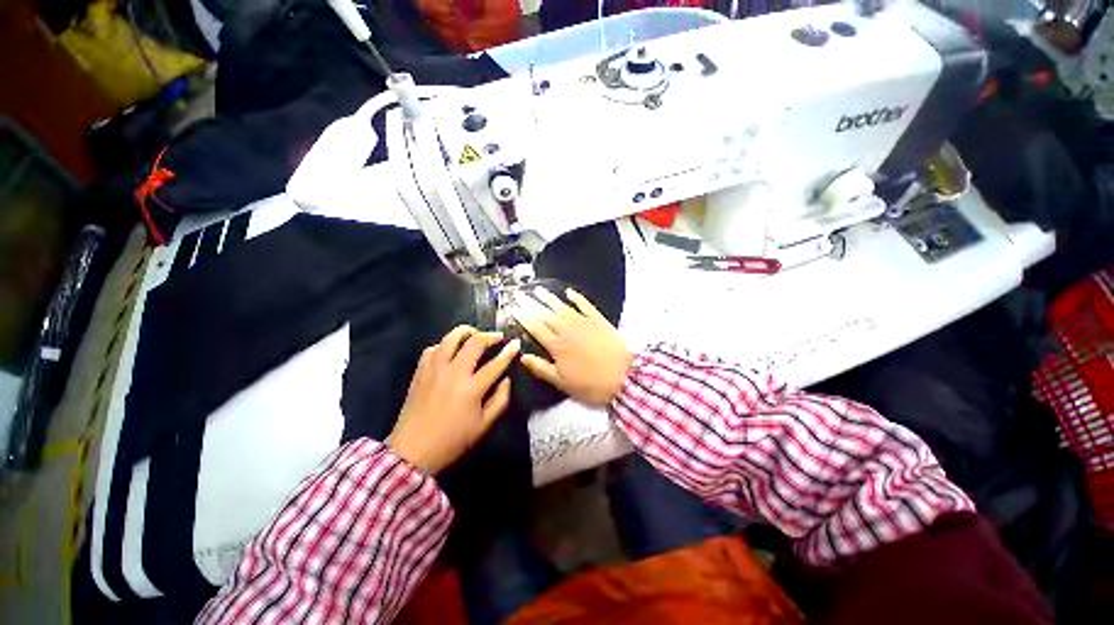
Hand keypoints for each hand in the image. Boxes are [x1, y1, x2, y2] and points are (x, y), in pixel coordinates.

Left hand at [387, 326, 520, 474]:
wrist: (412, 451)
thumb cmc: (453, 440)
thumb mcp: (484, 425)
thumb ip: (500, 400)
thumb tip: (506, 379)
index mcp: (471, 389)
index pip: (495, 363)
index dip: (509, 352)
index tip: (516, 343)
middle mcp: (453, 373)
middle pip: (474, 343)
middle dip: (490, 336)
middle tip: (497, 337)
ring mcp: (434, 369)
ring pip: (451, 338)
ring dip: (466, 332)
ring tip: (474, 334)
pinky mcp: (420, 371)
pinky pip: (433, 348)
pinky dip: (444, 344)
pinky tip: (449, 350)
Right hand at [515, 288, 632, 406]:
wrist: (624, 377)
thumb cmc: (591, 384)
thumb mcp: (562, 382)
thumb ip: (541, 368)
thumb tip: (523, 357)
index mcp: (557, 346)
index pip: (536, 328)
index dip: (524, 318)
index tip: (514, 309)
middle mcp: (567, 330)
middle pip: (546, 314)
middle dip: (531, 304)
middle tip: (520, 295)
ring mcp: (583, 323)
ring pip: (562, 307)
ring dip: (549, 298)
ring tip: (538, 289)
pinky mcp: (598, 320)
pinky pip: (585, 305)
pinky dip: (577, 297)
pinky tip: (569, 292)